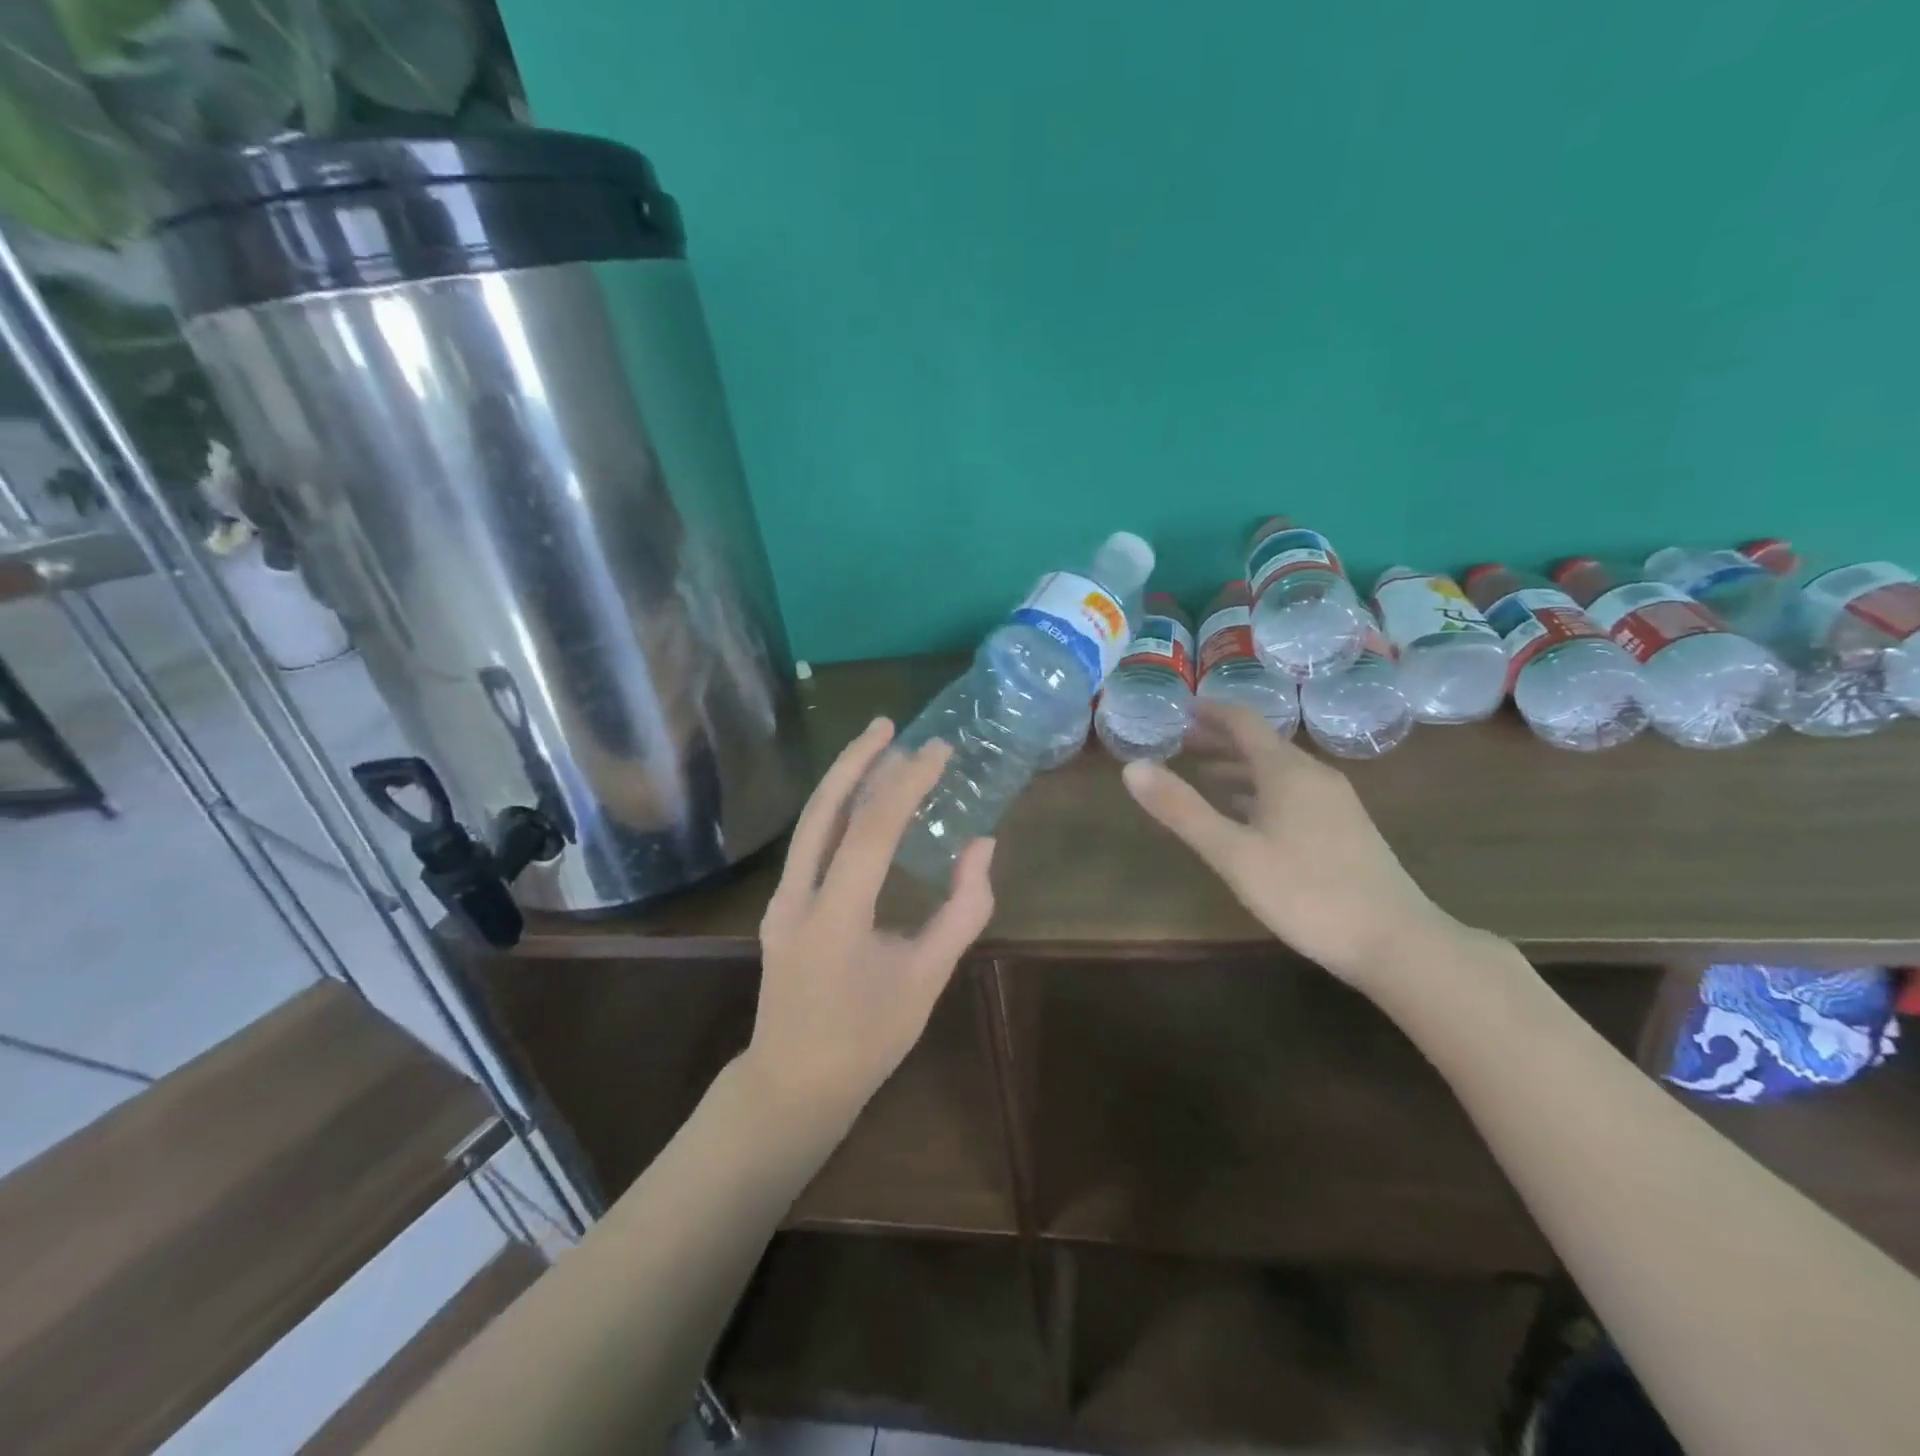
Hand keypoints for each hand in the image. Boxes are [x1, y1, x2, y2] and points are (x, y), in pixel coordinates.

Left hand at [744, 717, 995, 1126]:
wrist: (793, 1083)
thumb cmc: (868, 1040)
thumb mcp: (926, 979)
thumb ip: (962, 910)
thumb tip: (983, 845)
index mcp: (836, 918)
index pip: (872, 830)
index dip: (907, 783)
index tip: (939, 752)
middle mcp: (798, 897)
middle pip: (823, 809)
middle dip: (857, 760)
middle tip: (890, 724)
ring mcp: (781, 900)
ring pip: (810, 821)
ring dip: (843, 778)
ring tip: (876, 745)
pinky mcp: (781, 905)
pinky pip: (810, 842)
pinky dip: (837, 809)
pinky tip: (861, 799)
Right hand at [1121, 700, 1459, 992]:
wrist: (1396, 941)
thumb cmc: (1306, 892)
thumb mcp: (1233, 853)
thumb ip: (1182, 810)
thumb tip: (1132, 767)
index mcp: (1287, 772)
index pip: (1244, 722)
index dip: (1210, 712)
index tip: (1180, 710)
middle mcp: (1314, 776)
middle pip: (1262, 744)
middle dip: (1220, 740)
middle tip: (1182, 742)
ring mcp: (1336, 803)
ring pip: (1279, 771)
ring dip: (1240, 767)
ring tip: (1206, 776)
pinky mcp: (1346, 829)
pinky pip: (1294, 793)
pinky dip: (1262, 792)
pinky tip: (1250, 816)